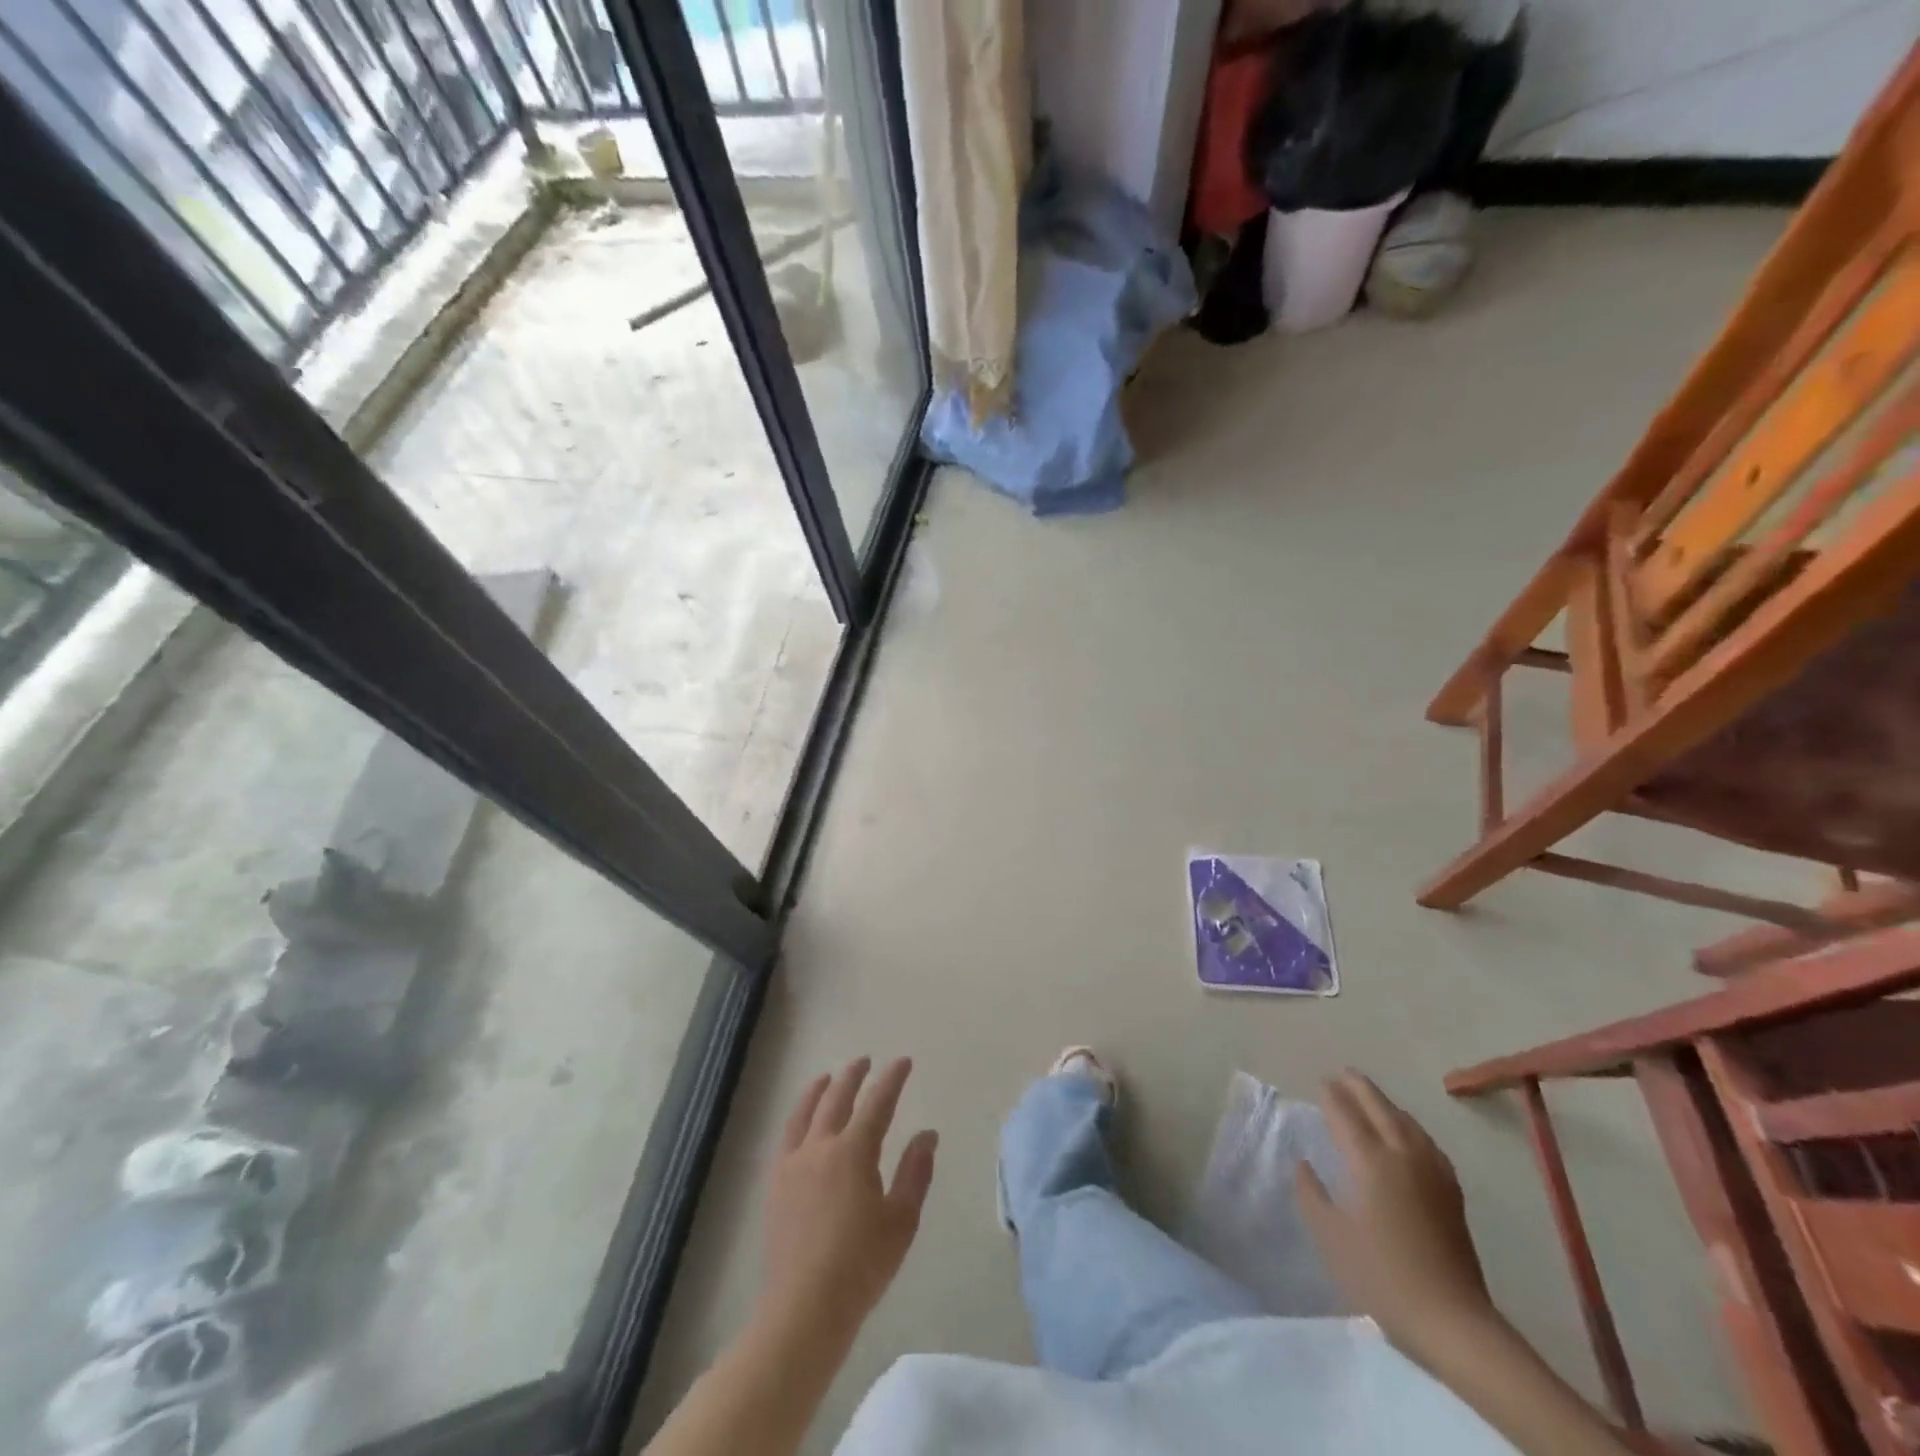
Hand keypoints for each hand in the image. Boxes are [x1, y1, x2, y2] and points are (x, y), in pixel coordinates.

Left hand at [759, 1056, 938, 1342]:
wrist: (804, 1308)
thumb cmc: (861, 1265)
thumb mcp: (901, 1220)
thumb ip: (915, 1172)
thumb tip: (927, 1134)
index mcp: (854, 1151)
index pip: (877, 1103)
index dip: (892, 1079)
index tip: (903, 1062)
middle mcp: (821, 1146)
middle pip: (837, 1098)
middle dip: (853, 1075)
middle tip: (865, 1061)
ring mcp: (793, 1164)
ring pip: (806, 1112)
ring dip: (820, 1089)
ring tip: (828, 1078)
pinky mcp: (775, 1184)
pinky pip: (786, 1137)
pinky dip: (797, 1117)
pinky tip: (802, 1121)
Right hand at [1297, 1070, 1500, 1367]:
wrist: (1452, 1321)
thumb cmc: (1382, 1276)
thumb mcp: (1331, 1236)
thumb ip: (1312, 1194)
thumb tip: (1304, 1164)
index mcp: (1370, 1161)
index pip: (1346, 1115)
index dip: (1332, 1095)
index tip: (1320, 1081)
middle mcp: (1403, 1156)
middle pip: (1381, 1108)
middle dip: (1360, 1088)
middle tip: (1342, 1074)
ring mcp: (1432, 1173)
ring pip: (1407, 1122)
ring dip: (1386, 1104)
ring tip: (1371, 1098)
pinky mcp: (1451, 1192)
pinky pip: (1426, 1142)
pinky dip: (1410, 1126)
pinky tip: (1408, 1135)